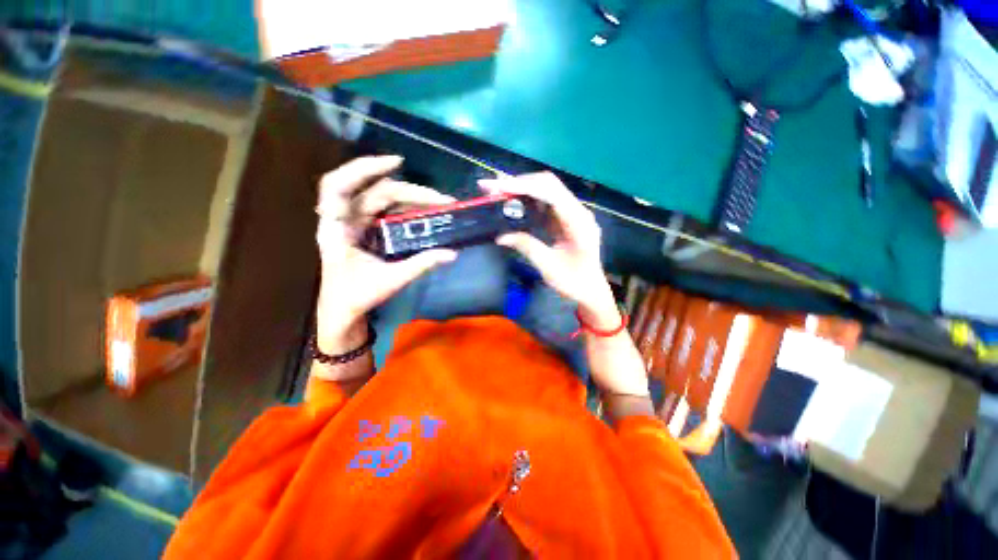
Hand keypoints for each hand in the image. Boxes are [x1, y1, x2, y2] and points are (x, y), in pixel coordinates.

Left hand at [315, 156, 456, 348]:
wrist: (342, 311)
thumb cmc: (357, 296)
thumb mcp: (391, 280)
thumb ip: (422, 264)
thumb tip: (452, 253)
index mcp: (337, 228)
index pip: (339, 186)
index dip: (364, 168)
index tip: (397, 163)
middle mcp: (343, 219)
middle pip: (375, 192)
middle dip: (411, 192)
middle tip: (442, 199)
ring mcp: (355, 223)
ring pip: (382, 199)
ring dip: (411, 198)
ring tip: (439, 203)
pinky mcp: (366, 229)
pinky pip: (386, 210)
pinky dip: (405, 207)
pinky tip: (423, 209)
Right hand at [481, 173, 620, 329]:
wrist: (591, 290)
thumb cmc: (574, 282)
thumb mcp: (548, 267)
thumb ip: (526, 247)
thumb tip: (500, 236)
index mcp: (578, 221)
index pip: (551, 192)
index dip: (523, 187)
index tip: (498, 188)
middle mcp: (578, 211)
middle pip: (548, 184)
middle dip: (519, 183)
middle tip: (492, 188)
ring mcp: (572, 213)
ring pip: (546, 190)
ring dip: (522, 189)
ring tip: (497, 193)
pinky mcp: (565, 218)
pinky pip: (545, 202)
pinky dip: (527, 200)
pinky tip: (512, 203)